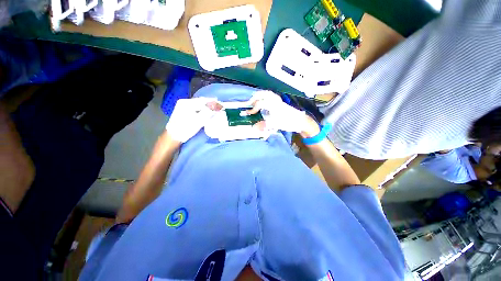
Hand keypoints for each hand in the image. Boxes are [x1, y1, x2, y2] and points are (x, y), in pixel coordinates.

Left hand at [165, 98, 221, 142]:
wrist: (173, 136)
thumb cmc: (186, 128)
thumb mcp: (199, 120)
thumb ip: (208, 112)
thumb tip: (217, 106)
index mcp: (187, 103)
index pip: (203, 100)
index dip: (213, 102)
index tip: (221, 104)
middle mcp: (184, 102)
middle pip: (200, 101)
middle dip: (210, 103)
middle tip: (218, 106)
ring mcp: (182, 106)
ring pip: (197, 104)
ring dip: (206, 105)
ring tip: (214, 108)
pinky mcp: (182, 111)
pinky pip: (194, 107)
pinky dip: (201, 108)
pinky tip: (205, 111)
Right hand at [246, 91, 316, 133]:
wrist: (301, 121)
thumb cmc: (289, 122)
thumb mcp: (275, 125)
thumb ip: (264, 125)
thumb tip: (253, 127)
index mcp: (273, 105)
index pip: (260, 103)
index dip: (252, 109)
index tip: (248, 114)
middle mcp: (276, 101)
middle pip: (265, 94)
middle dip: (256, 97)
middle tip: (250, 102)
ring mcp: (279, 102)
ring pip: (269, 94)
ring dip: (261, 96)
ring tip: (256, 100)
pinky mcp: (281, 104)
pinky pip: (273, 97)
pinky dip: (267, 97)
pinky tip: (265, 102)